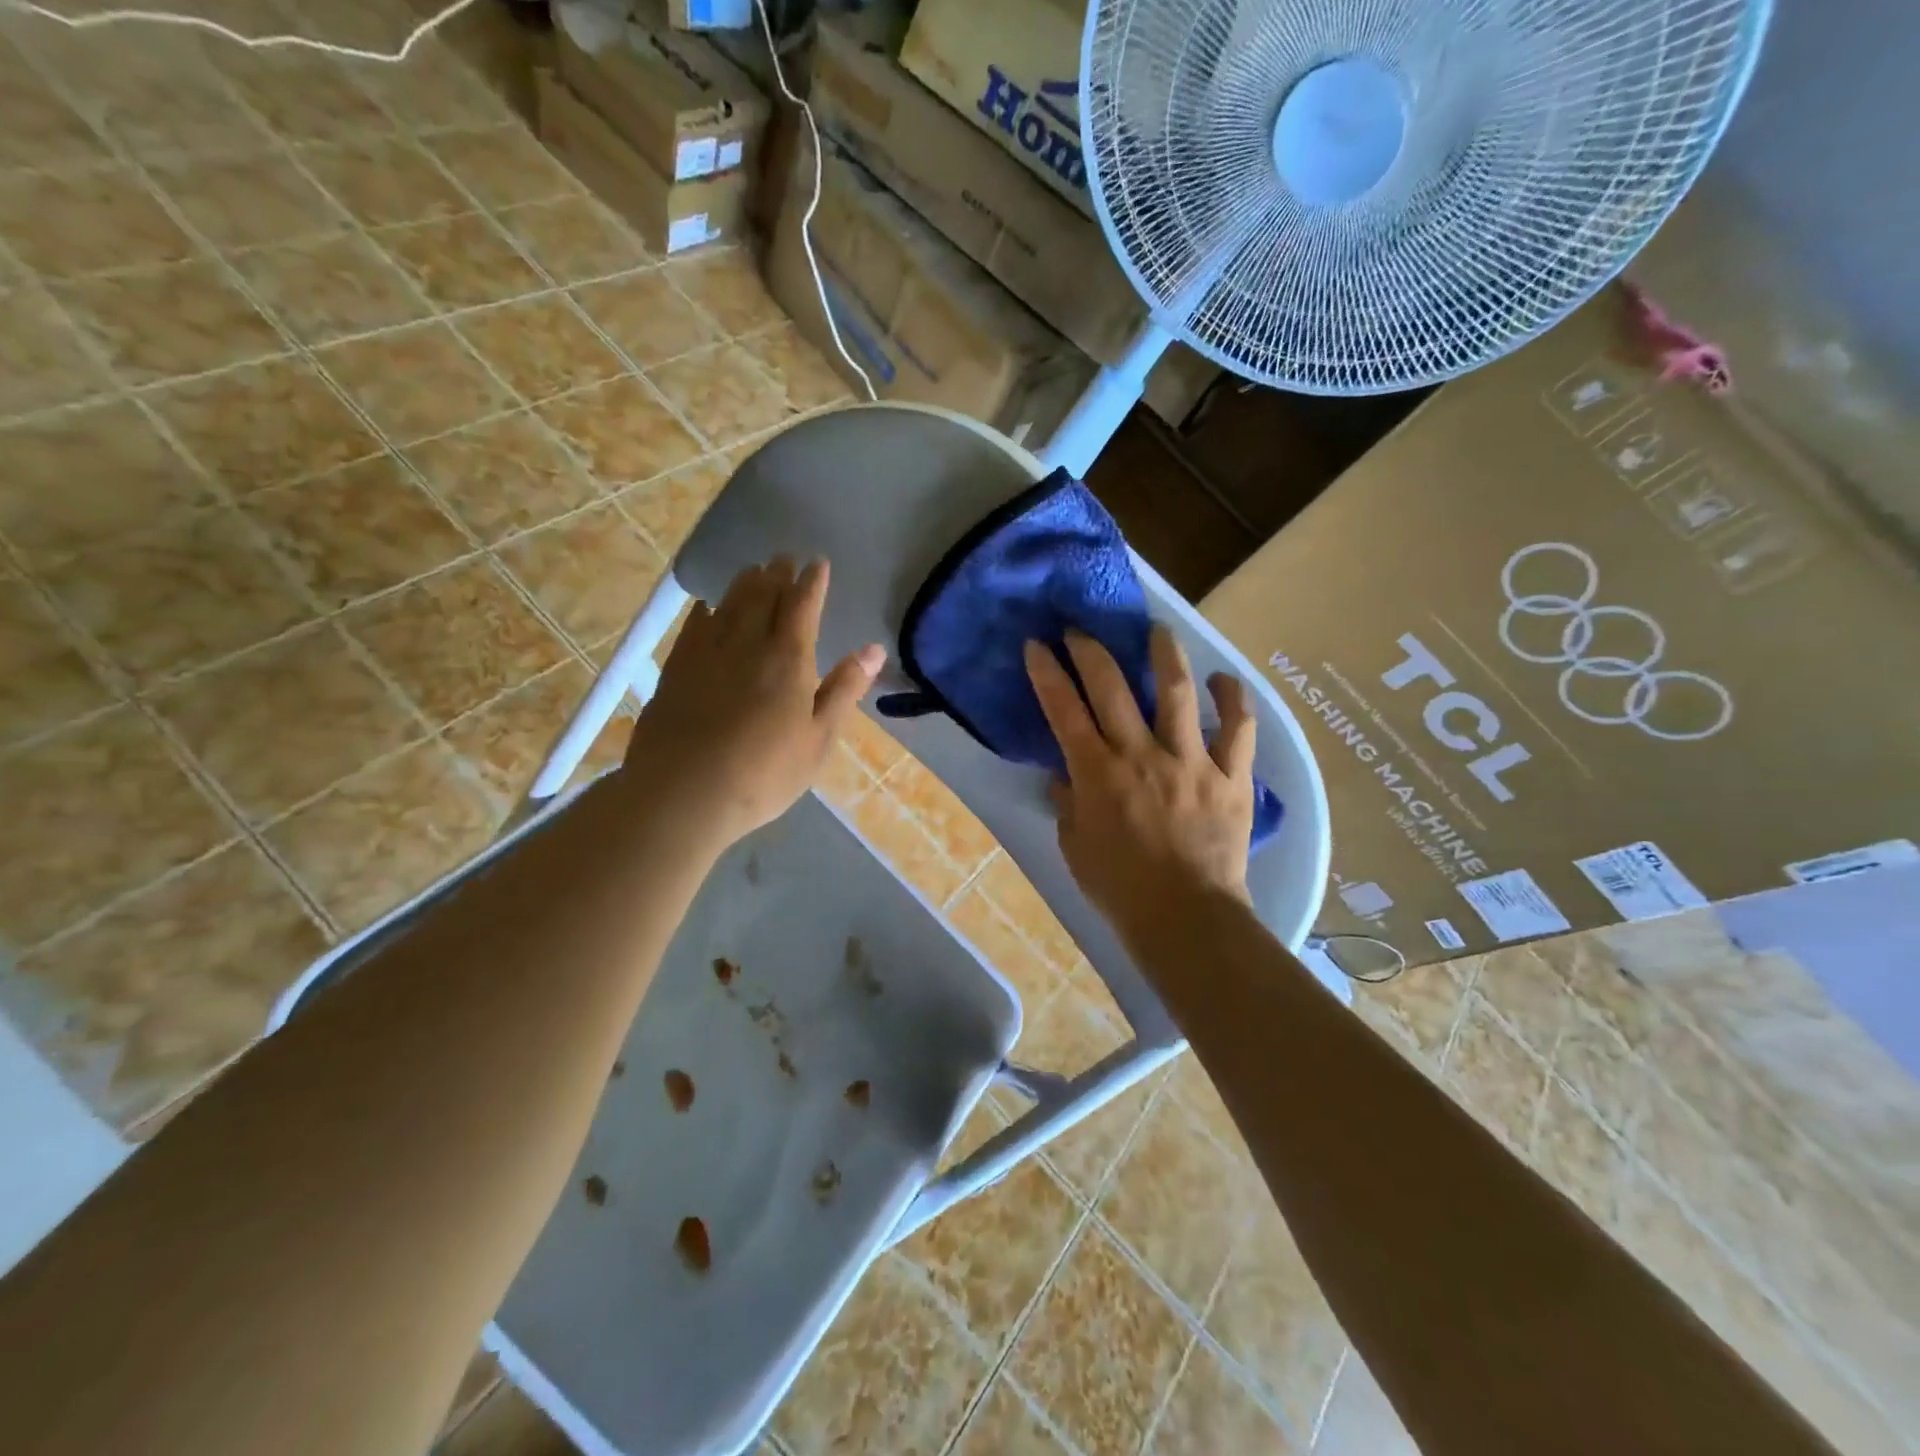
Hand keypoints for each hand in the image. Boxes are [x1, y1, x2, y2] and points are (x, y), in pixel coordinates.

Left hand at [623, 558, 884, 849]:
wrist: (683, 793)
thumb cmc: (764, 773)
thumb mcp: (819, 738)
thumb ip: (844, 689)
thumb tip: (874, 649)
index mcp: (788, 659)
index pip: (802, 605)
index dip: (812, 582)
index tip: (818, 563)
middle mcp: (746, 643)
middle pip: (763, 596)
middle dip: (777, 574)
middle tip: (784, 558)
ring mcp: (706, 653)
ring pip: (728, 605)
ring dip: (744, 584)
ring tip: (753, 571)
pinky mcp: (676, 669)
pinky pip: (694, 626)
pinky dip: (707, 610)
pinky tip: (708, 608)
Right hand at [1025, 626, 1254, 950]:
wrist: (1186, 917)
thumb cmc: (1121, 888)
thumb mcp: (1075, 847)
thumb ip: (1068, 804)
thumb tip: (1064, 775)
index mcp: (1098, 773)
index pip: (1064, 710)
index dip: (1047, 673)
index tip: (1037, 645)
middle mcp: (1141, 754)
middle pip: (1112, 687)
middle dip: (1091, 651)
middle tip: (1080, 630)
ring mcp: (1191, 760)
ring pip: (1178, 692)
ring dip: (1165, 653)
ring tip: (1157, 629)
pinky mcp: (1231, 775)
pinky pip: (1239, 728)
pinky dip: (1234, 700)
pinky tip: (1224, 680)